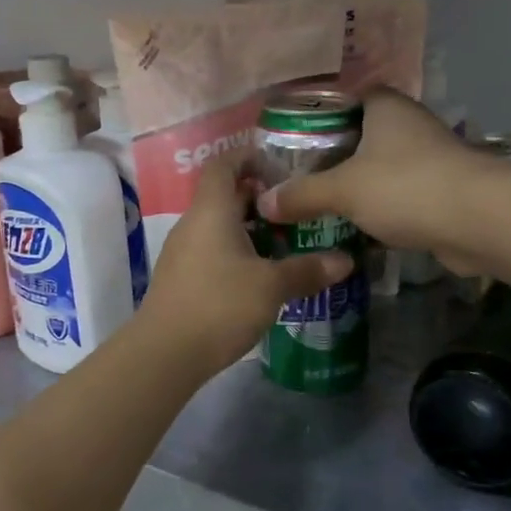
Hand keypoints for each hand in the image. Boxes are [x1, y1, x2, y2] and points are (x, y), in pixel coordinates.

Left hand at [140, 158, 351, 373]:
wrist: (165, 354)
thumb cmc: (219, 305)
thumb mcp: (271, 286)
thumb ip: (307, 270)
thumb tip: (345, 260)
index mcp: (211, 211)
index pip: (223, 165)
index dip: (248, 156)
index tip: (279, 165)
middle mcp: (193, 224)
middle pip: (224, 196)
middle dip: (258, 198)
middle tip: (295, 209)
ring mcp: (183, 253)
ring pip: (218, 226)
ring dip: (249, 229)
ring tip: (284, 242)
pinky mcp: (181, 279)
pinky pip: (212, 251)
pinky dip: (236, 252)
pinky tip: (259, 274)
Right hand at [256, 89, 487, 266]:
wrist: (478, 221)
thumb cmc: (406, 187)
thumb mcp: (343, 189)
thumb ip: (302, 195)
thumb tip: (264, 204)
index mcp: (385, 106)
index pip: (344, 95)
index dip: (315, 111)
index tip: (286, 134)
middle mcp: (407, 125)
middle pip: (359, 133)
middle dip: (330, 153)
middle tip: (292, 173)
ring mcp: (427, 158)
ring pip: (379, 166)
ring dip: (354, 183)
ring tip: (313, 200)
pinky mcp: (439, 190)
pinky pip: (396, 194)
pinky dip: (376, 206)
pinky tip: (350, 223)